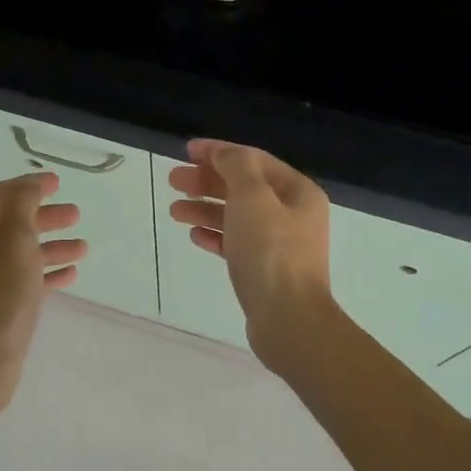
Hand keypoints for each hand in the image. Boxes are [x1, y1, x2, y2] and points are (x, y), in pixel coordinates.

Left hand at [0, 173, 85, 410]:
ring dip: (50, 246)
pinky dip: (46, 273)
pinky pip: (23, 280)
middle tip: (76, 215)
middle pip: (10, 224)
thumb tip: (29, 186)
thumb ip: (21, 207)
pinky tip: (70, 275)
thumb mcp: (14, 243)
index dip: (26, 186)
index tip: (57, 182)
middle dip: (43, 216)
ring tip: (83, 248)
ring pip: (20, 253)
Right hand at [168, 139, 335, 368]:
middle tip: (172, 181)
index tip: (185, 151)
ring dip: (206, 209)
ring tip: (174, 211)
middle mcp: (293, 214)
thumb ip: (236, 167)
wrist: (288, 319)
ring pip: (237, 216)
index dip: (219, 152)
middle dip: (207, 182)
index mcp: (298, 192)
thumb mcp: (252, 198)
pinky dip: (216, 235)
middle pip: (244, 188)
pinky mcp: (267, 271)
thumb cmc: (270, 252)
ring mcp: (281, 245)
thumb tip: (223, 153)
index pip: (253, 160)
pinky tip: (195, 236)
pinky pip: (237, 244)